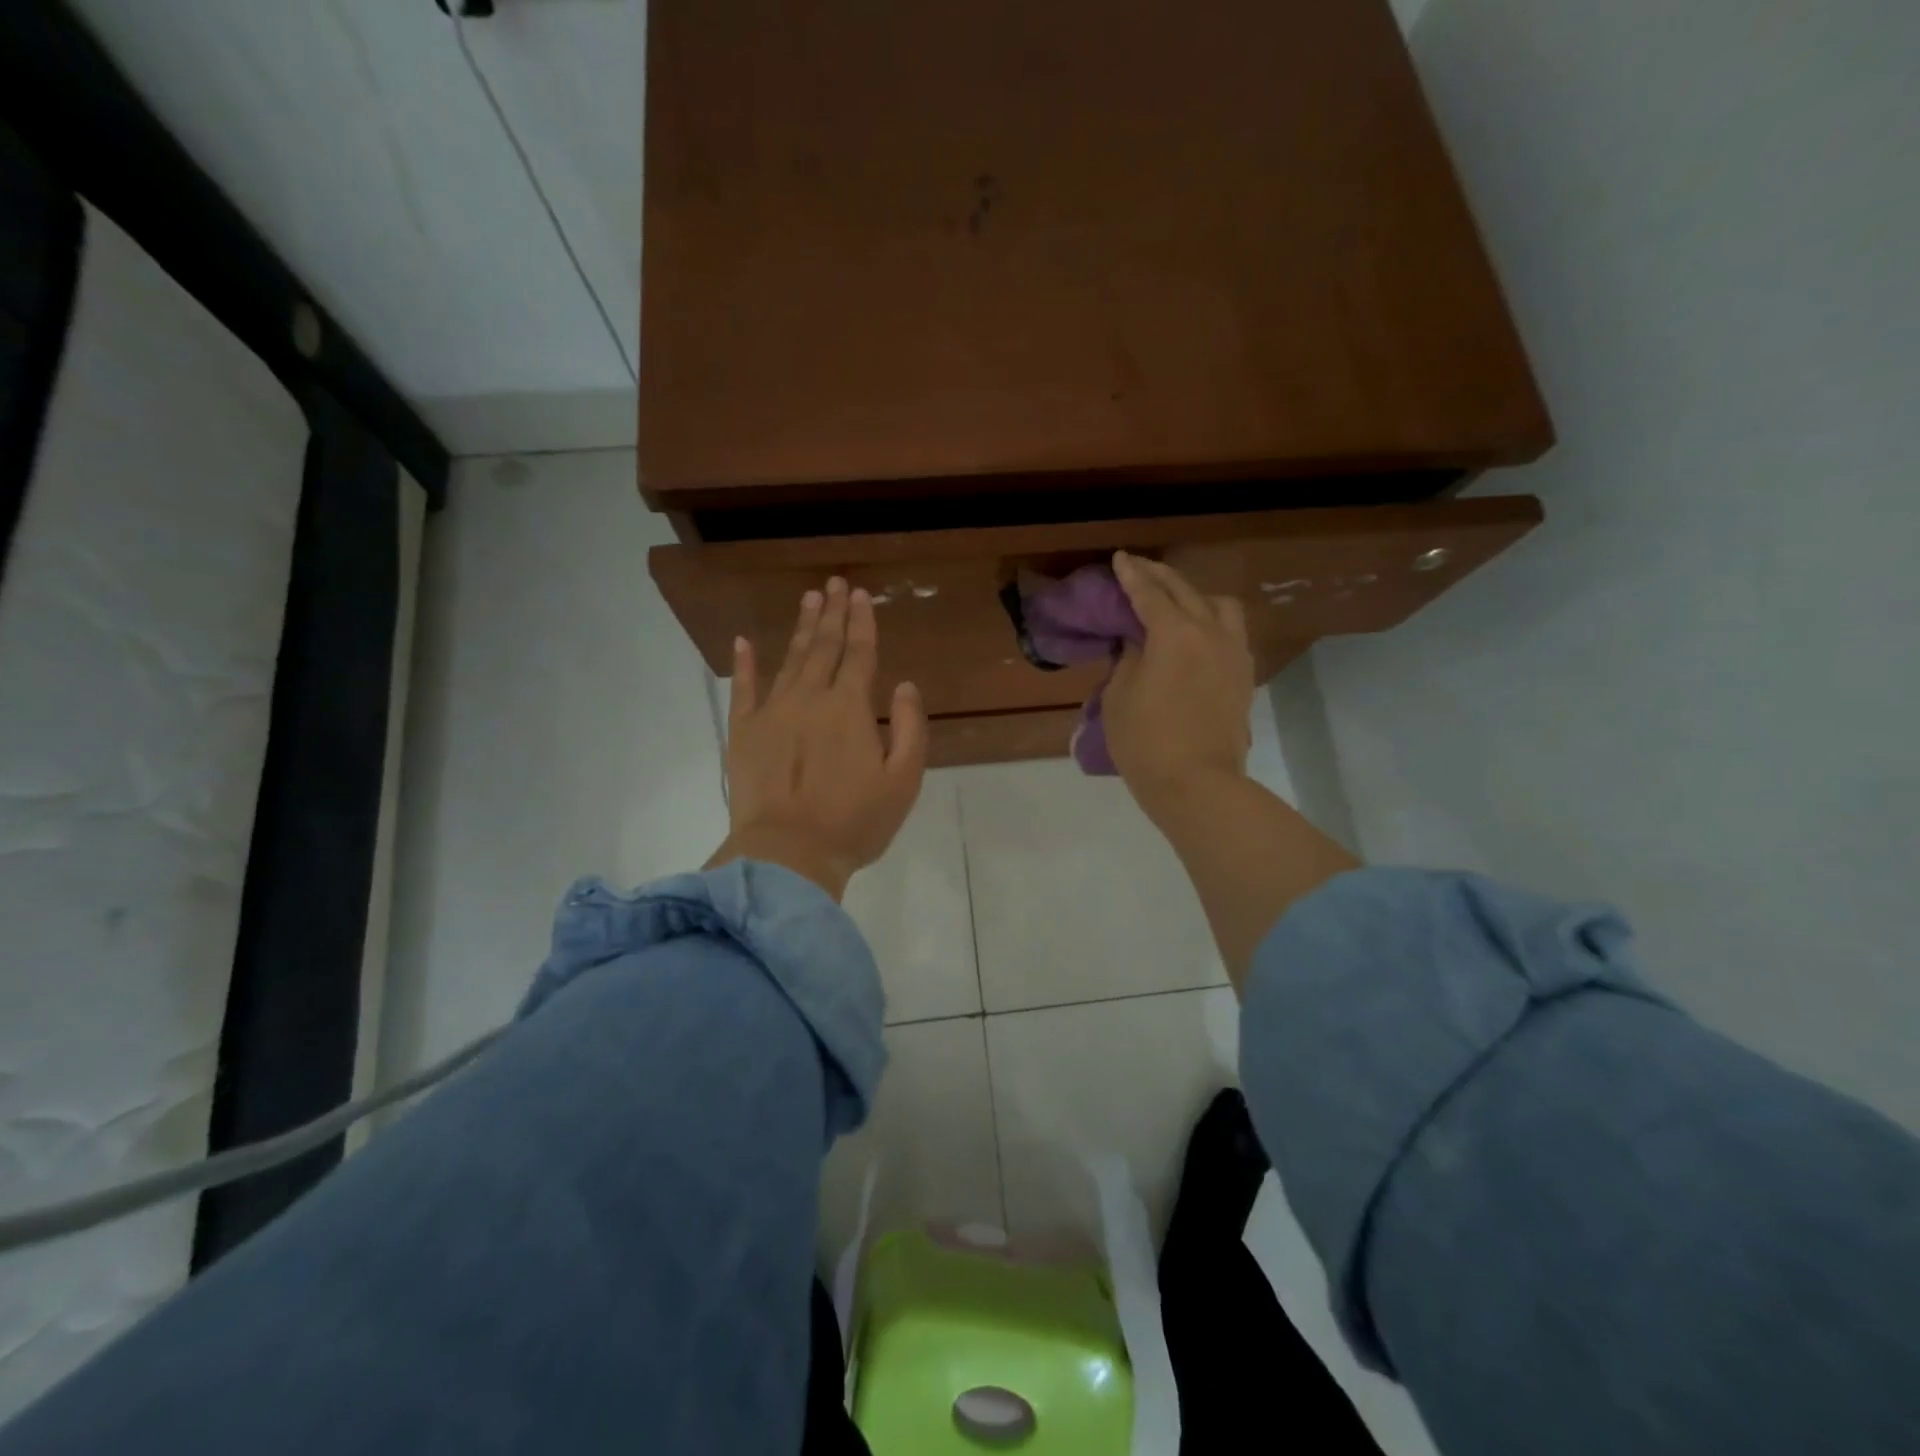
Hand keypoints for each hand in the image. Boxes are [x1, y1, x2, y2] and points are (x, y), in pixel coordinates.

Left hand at [707, 577, 927, 899]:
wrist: (788, 854)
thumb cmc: (854, 822)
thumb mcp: (903, 781)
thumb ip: (910, 728)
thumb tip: (905, 685)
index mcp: (849, 708)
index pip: (859, 654)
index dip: (862, 623)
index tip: (860, 595)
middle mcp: (809, 698)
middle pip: (823, 647)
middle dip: (831, 614)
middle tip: (834, 583)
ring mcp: (772, 712)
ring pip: (789, 660)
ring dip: (800, 628)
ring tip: (808, 600)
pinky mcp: (743, 732)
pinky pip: (743, 689)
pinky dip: (745, 664)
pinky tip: (744, 642)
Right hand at [1105, 551, 1254, 820]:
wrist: (1197, 784)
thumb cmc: (1146, 742)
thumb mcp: (1119, 697)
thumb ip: (1129, 660)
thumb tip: (1140, 643)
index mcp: (1175, 634)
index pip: (1149, 594)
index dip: (1131, 575)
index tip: (1120, 559)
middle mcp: (1211, 633)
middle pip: (1186, 591)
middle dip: (1160, 576)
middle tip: (1140, 569)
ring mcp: (1234, 654)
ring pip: (1220, 606)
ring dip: (1195, 596)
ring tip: (1177, 602)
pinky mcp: (1244, 677)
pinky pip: (1231, 632)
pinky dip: (1212, 621)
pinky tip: (1199, 633)